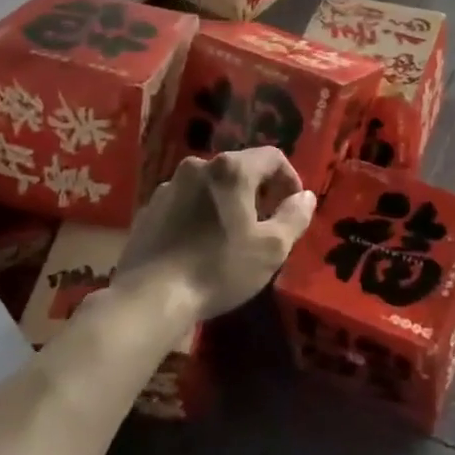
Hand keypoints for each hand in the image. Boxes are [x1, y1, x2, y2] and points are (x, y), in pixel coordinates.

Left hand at [119, 148, 315, 320]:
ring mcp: (169, 187)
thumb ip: (294, 216)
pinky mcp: (149, 209)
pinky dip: (200, 215)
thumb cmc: (219, 268)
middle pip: (239, 169)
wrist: (149, 298)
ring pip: (211, 186)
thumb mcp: (271, 248)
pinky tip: (200, 246)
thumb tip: (305, 197)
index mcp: (231, 169)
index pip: (272, 157)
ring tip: (232, 237)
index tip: (293, 207)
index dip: (290, 178)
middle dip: (258, 192)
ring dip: (227, 203)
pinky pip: (186, 203)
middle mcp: (198, 167)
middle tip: (266, 224)